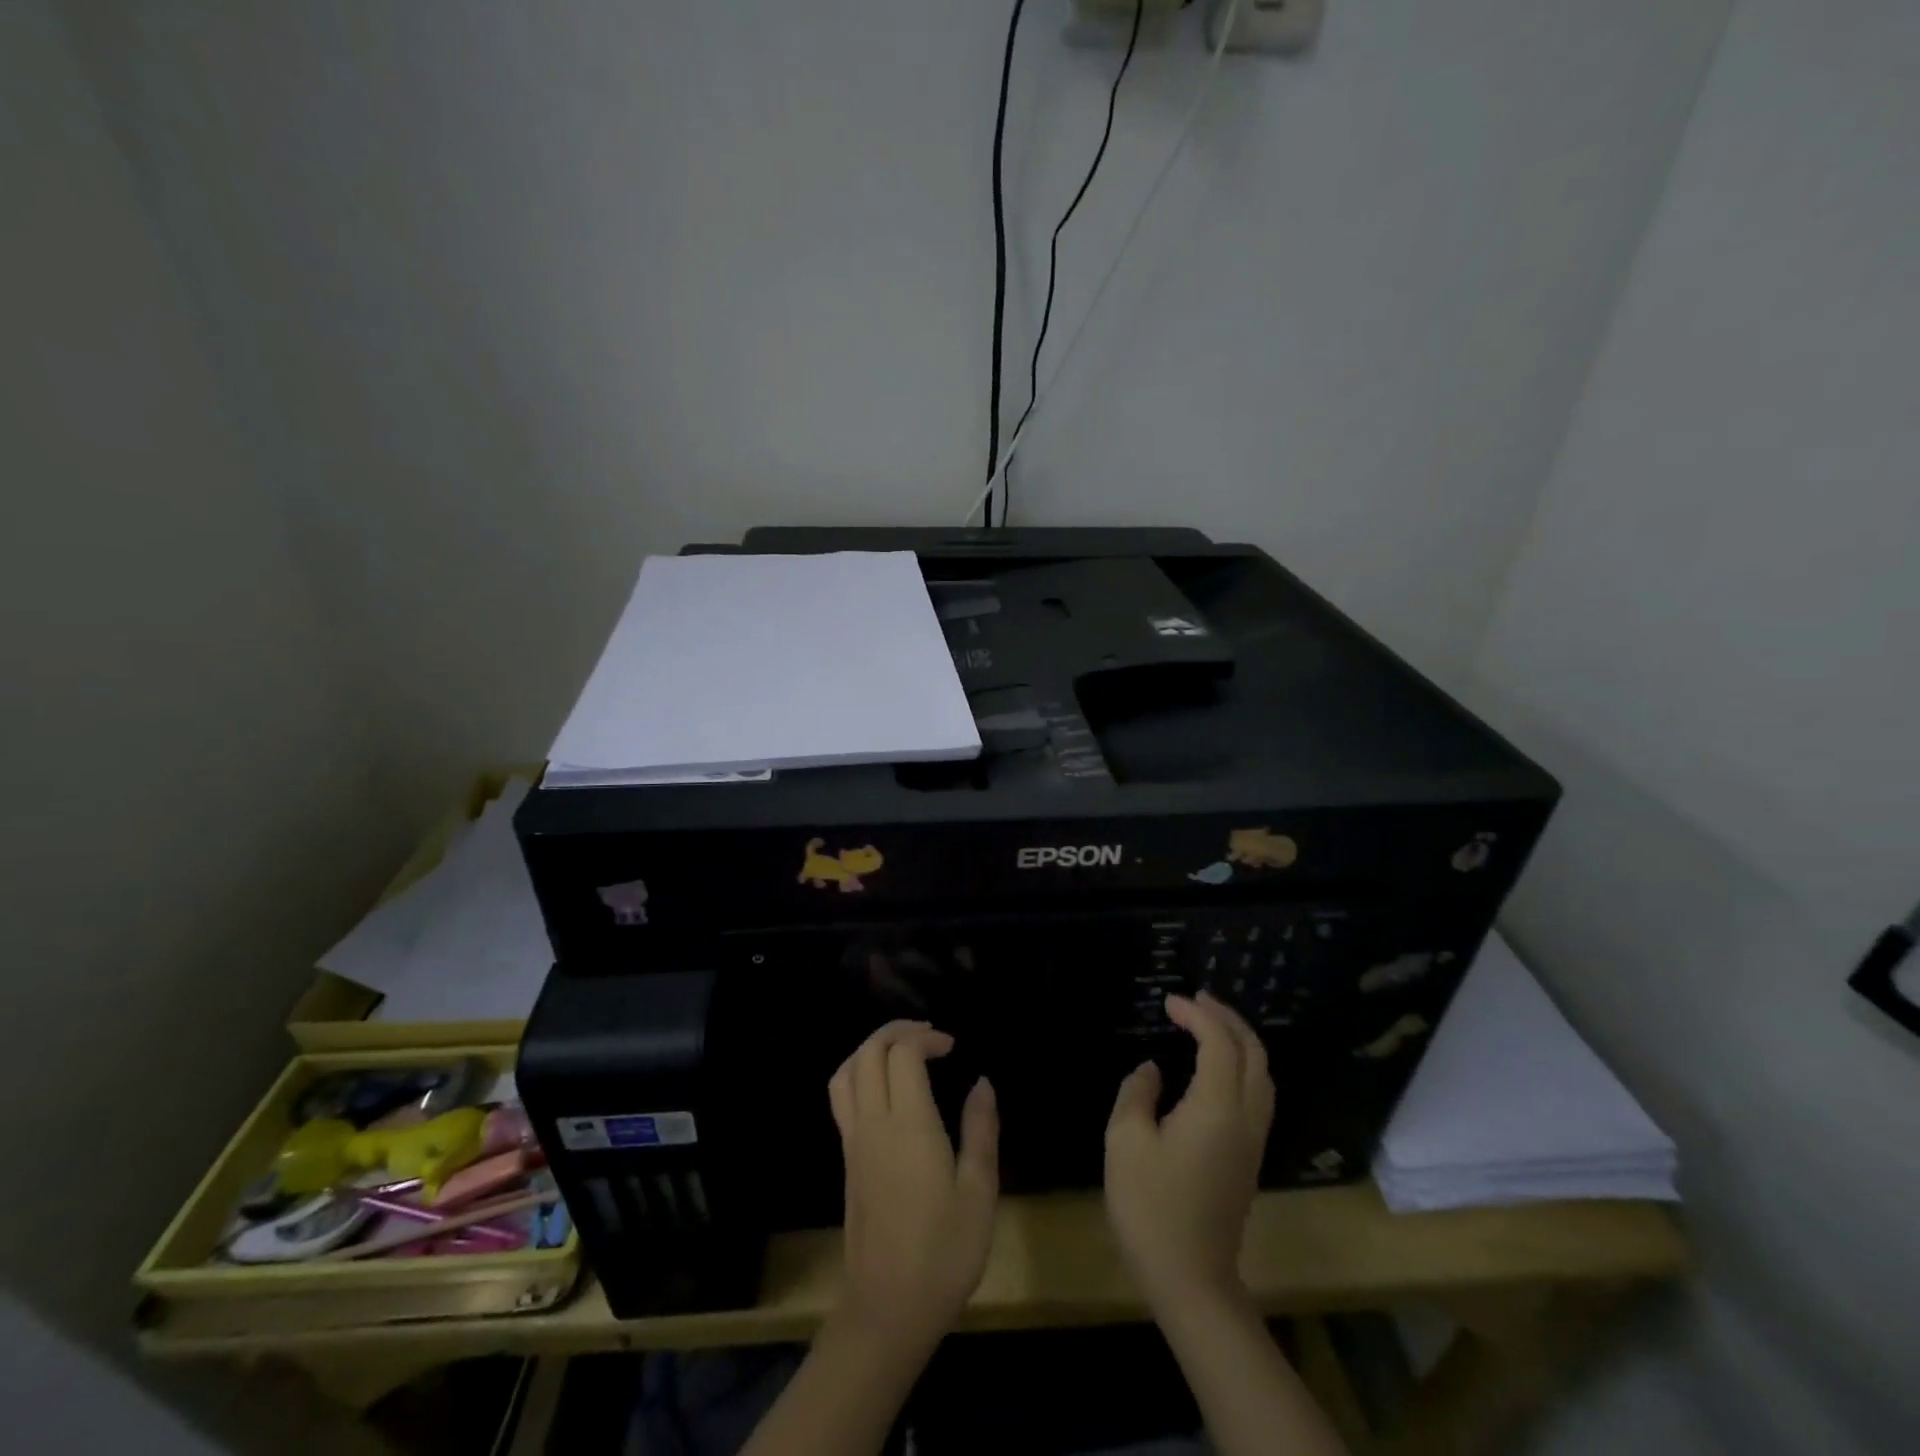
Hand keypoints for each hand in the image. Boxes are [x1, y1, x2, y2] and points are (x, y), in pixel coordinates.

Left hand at [827, 1020, 998, 1352]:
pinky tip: (883, 1088)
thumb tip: (982, 1082)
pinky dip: (858, 1072)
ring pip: (846, 1071)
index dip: (927, 1039)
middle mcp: (873, 1123)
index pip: (903, 1054)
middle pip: (869, 1052)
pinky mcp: (847, 1159)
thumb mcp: (979, 1193)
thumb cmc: (943, 1253)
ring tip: (902, 1050)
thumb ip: (981, 1131)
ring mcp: (854, 1141)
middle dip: (897, 1031)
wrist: (887, 1310)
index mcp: (908, 1125)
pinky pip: (841, 1096)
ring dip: (872, 1048)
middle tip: (930, 1037)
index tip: (953, 1047)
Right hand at [1105, 992, 1274, 1308]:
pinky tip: (1216, 1066)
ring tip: (1208, 1024)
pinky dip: (1241, 1064)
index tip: (1168, 1001)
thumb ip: (1137, 1094)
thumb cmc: (1151, 1207)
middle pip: (1253, 1053)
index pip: (1219, 1043)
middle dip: (1228, 1018)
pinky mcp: (1249, 1157)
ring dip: (1239, 1040)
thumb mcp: (1125, 1142)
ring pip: (1262, 1074)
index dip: (1197, 1015)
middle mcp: (1244, 1117)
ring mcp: (1252, 1139)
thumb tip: (1153, 1070)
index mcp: (1216, 1108)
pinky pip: (1257, 1093)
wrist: (1191, 1279)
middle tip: (1196, 1000)